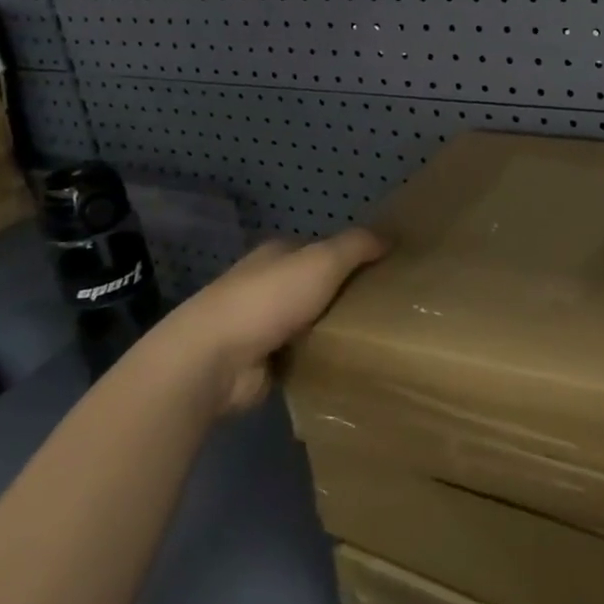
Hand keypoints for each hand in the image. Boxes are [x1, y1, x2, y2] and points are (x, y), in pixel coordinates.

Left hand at [157, 229, 386, 416]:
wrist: (212, 360)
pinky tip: (347, 365)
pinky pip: (301, 357)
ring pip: (310, 323)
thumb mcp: (322, 260)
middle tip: (388, 307)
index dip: (352, 257)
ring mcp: (261, 326)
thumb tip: (390, 237)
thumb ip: (357, 246)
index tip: (386, 271)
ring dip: (333, 331)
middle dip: (345, 296)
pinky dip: (318, 361)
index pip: (322, 250)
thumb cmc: (269, 299)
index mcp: (278, 255)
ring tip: (377, 339)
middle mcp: (267, 286)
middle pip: (317, 287)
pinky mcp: (260, 364)